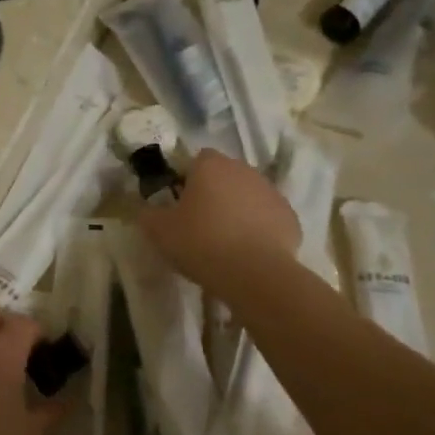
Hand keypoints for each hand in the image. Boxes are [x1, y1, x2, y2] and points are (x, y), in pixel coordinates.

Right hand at [139, 149, 299, 298]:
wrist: (255, 274)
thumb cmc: (201, 244)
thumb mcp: (159, 232)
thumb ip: (147, 214)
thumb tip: (146, 208)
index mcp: (210, 166)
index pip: (195, 160)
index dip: (185, 180)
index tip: (179, 205)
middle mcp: (243, 169)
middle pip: (223, 176)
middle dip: (213, 194)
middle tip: (199, 225)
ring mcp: (270, 191)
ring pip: (247, 195)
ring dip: (237, 210)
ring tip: (225, 242)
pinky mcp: (289, 216)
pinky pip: (267, 217)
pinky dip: (258, 229)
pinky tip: (248, 253)